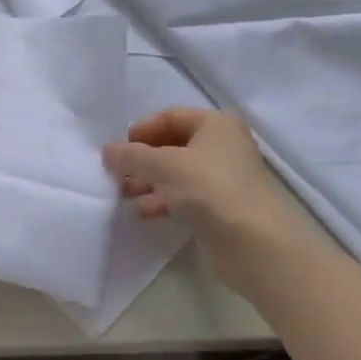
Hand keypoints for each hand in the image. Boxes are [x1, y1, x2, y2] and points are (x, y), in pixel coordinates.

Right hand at [103, 107, 319, 287]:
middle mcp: (222, 146)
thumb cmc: (209, 190)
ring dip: (148, 182)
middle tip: (116, 174)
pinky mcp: (219, 207)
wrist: (253, 243)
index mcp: (216, 124)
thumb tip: (107, 151)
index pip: (170, 116)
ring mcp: (222, 178)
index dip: (142, 130)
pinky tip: (143, 212)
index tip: (119, 149)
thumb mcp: (163, 166)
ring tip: (124, 195)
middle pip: (171, 145)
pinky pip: (184, 196)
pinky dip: (162, 200)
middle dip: (142, 159)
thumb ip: (131, 156)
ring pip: (175, 172)